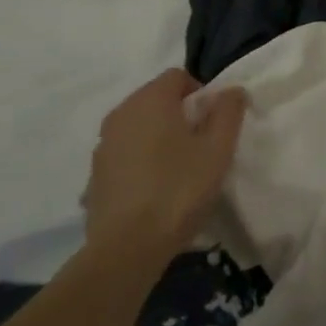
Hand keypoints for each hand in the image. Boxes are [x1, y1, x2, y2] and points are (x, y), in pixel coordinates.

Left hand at [86, 69, 246, 262]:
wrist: (127, 248)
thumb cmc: (179, 190)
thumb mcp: (218, 149)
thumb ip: (228, 112)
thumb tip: (231, 90)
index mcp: (150, 100)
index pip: (178, 76)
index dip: (201, 93)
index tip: (213, 123)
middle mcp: (120, 114)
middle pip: (156, 99)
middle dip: (179, 114)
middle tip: (201, 145)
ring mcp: (103, 145)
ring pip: (139, 127)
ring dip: (159, 137)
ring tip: (178, 169)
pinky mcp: (95, 175)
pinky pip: (125, 153)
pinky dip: (140, 160)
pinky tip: (154, 189)